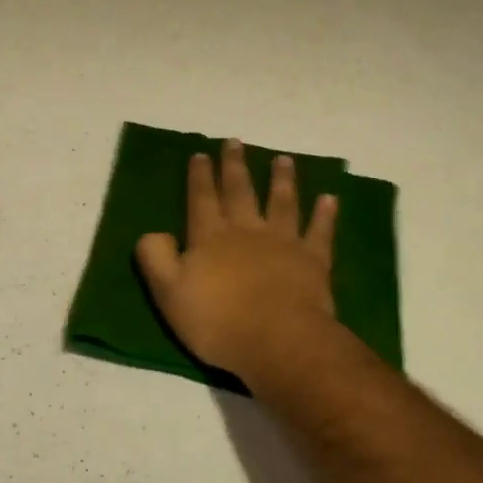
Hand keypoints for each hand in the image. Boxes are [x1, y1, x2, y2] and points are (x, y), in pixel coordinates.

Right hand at [136, 139, 338, 380]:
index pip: (201, 198)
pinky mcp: (313, 260)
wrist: (277, 340)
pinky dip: (325, 214)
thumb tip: (153, 233)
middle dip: (235, 166)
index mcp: (210, 237)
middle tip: (235, 141)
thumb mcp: (168, 293)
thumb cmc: (218, 321)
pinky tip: (329, 198)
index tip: (200, 153)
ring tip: (283, 160)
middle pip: (240, 191)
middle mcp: (247, 230)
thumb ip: (155, 258)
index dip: (199, 176)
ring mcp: (283, 242)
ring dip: (282, 180)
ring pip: (282, 202)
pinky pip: (319, 231)